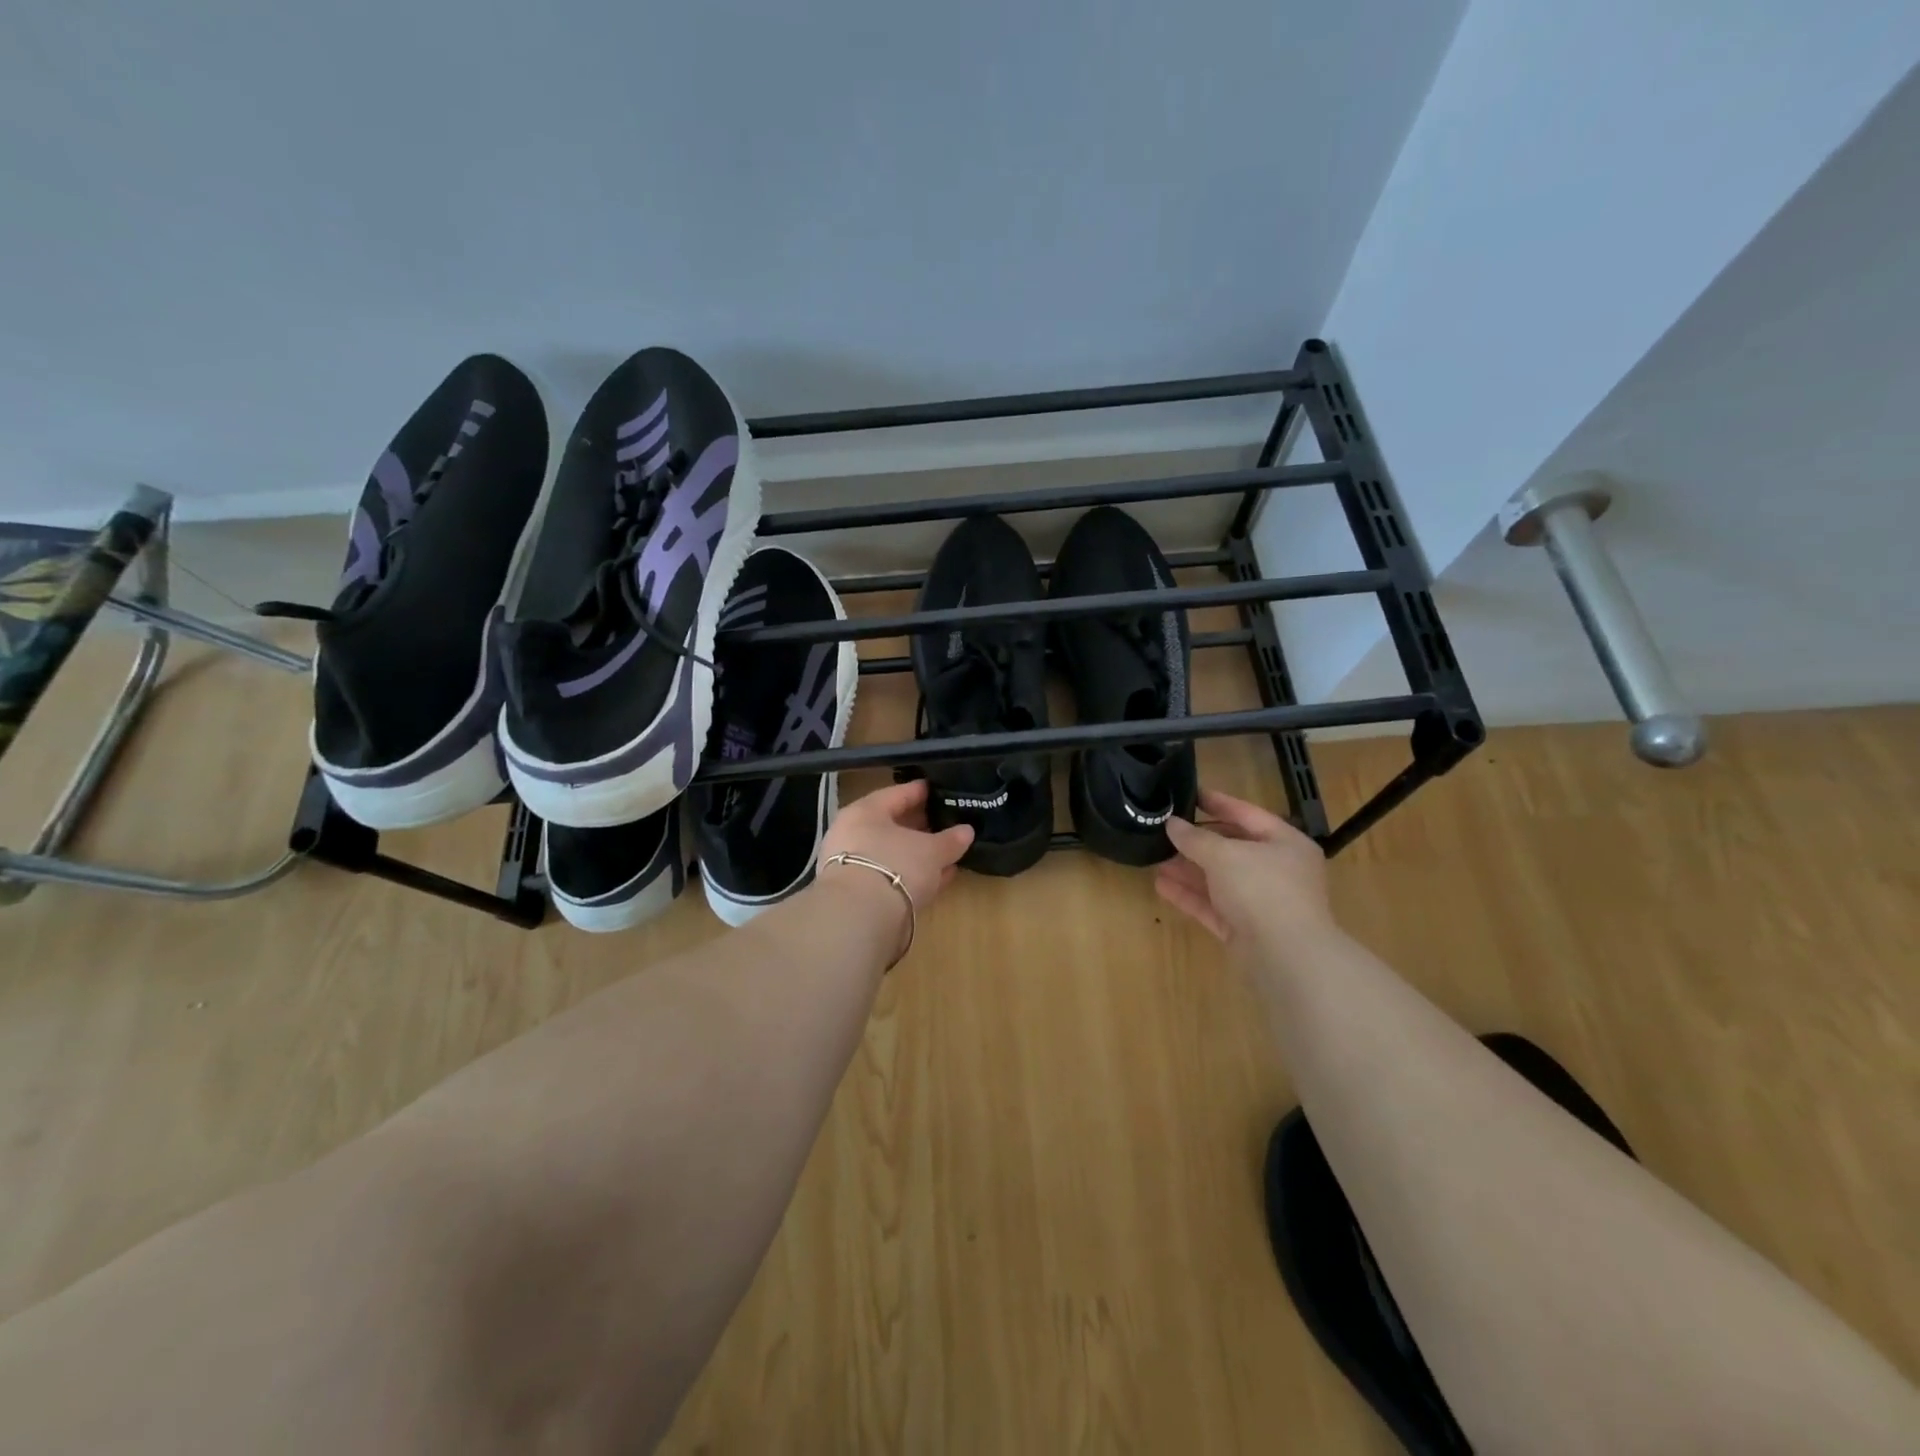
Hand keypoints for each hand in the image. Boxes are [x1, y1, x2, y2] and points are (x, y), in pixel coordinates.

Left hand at [818, 779, 973, 909]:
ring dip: (918, 854)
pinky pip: (892, 876)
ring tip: (946, 853)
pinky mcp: (859, 895)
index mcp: (865, 812)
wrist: (859, 917)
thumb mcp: (931, 851)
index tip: (938, 790)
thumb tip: (967, 831)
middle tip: (945, 822)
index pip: (897, 794)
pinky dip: (913, 876)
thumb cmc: (895, 865)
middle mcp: (853, 835)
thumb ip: (950, 840)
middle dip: (919, 826)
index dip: (920, 791)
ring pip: (892, 853)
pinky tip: (937, 880)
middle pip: (892, 825)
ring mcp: (853, 866)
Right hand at [1155, 788, 1333, 945]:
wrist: (1287, 958)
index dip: (1217, 802)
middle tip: (1164, 830)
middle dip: (1197, 841)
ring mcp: (1261, 902)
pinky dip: (1190, 895)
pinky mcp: (1245, 929)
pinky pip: (1213, 906)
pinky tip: (1161, 886)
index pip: (1247, 814)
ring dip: (1188, 869)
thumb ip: (1195, 838)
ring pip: (1219, 879)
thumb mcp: (1224, 855)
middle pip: (1232, 848)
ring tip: (1155, 858)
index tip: (1188, 792)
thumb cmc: (1262, 890)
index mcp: (1285, 843)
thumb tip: (1172, 824)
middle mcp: (1277, 870)